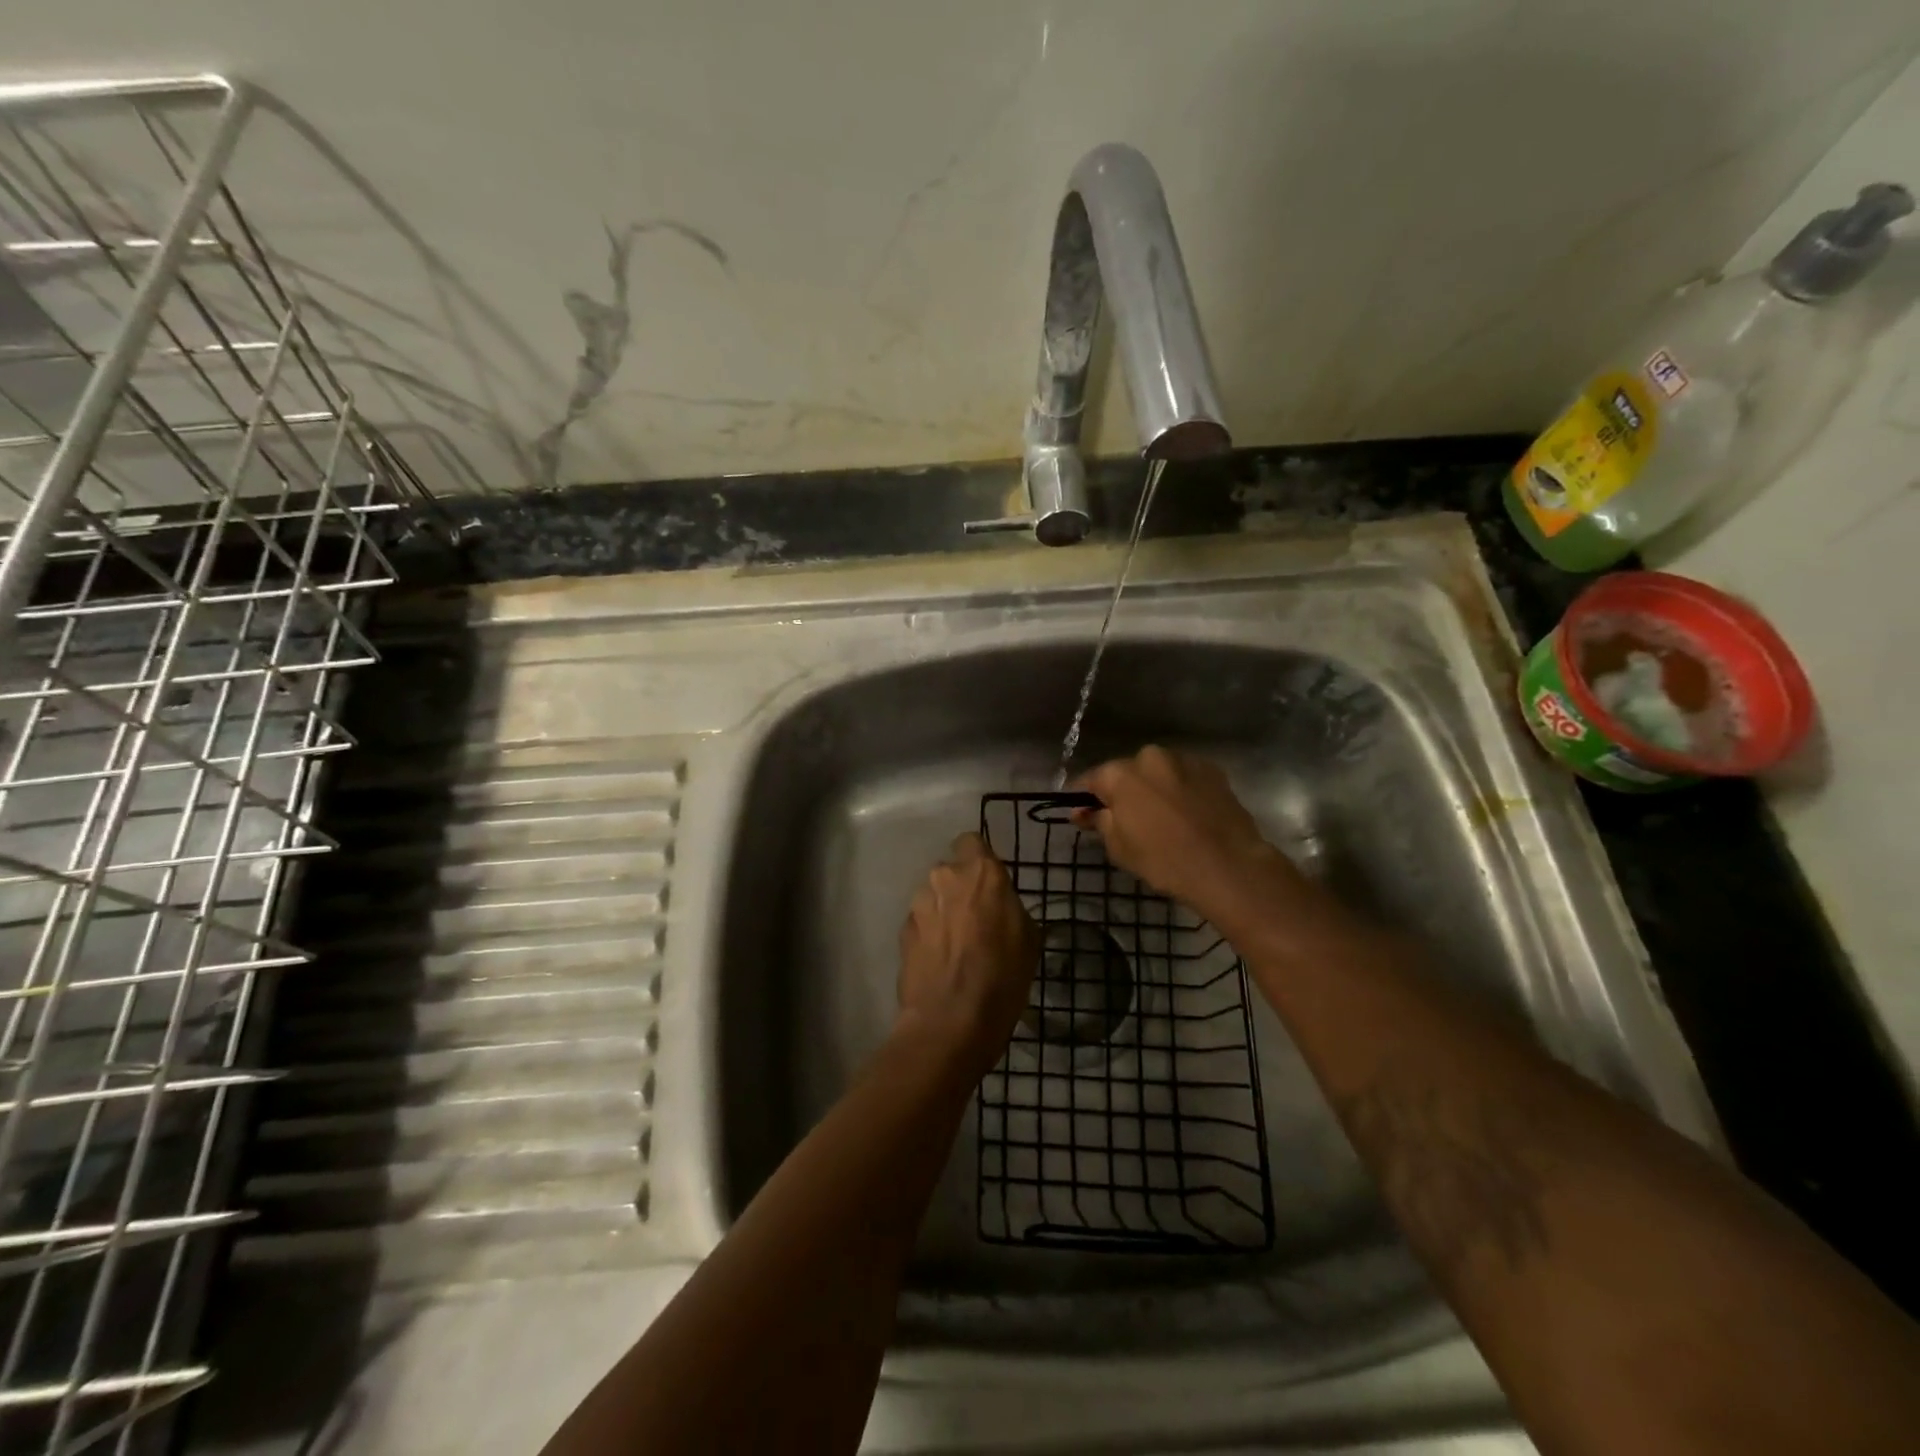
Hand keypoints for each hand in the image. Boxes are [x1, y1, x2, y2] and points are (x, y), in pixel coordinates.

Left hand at [896, 833, 1038, 1075]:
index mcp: (981, 872)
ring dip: (943, 911)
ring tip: (956, 946)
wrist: (950, 1021)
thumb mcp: (1028, 938)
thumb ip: (1009, 907)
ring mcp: (918, 903)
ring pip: (933, 896)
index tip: (989, 884)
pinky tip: (940, 962)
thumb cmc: (1002, 977)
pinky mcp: (902, 931)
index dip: (979, 860)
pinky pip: (921, 922)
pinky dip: (929, 935)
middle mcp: (944, 877)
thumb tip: (1000, 905)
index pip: (971, 842)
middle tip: (976, 919)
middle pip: (951, 871)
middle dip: (960, 888)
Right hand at [1071, 746, 1310, 929]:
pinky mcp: (1212, 770)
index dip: (1082, 797)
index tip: (1080, 813)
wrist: (1228, 866)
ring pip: (1157, 772)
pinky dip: (1179, 790)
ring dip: (1152, 788)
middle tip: (1124, 819)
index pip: (1090, 780)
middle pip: (1126, 772)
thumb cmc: (1164, 859)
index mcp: (1121, 773)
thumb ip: (1098, 821)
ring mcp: (1184, 760)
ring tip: (1159, 817)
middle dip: (1121, 791)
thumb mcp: (1119, 846)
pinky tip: (1185, 814)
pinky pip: (1184, 777)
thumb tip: (1083, 811)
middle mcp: (1150, 757)